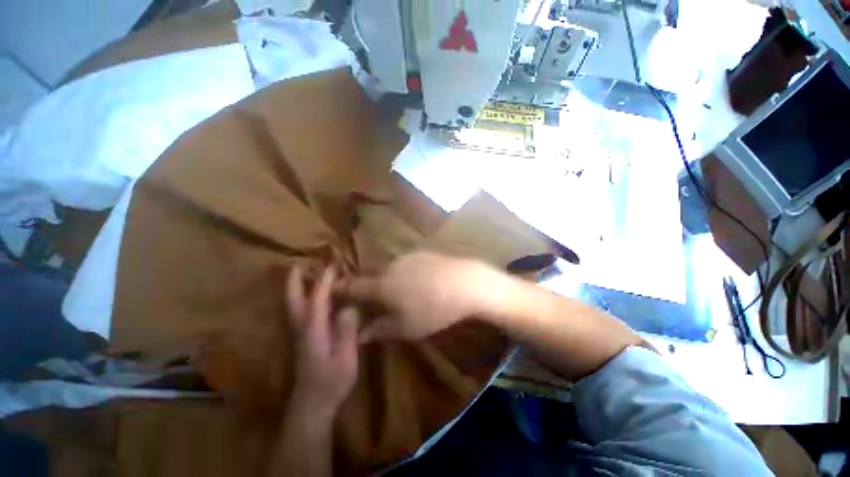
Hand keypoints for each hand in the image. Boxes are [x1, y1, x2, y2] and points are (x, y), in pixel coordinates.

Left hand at [286, 266, 358, 419]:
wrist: (311, 407)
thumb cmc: (330, 383)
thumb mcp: (345, 358)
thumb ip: (346, 331)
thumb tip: (350, 306)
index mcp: (313, 330)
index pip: (317, 298)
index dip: (324, 280)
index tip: (332, 264)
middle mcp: (301, 328)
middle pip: (292, 299)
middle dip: (294, 280)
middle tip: (300, 263)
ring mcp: (297, 335)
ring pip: (292, 305)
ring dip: (295, 287)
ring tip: (304, 273)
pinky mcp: (300, 340)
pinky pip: (298, 312)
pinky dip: (301, 299)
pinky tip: (310, 297)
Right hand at [339, 252, 506, 342]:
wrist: (466, 282)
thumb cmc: (434, 309)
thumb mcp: (407, 327)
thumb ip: (380, 329)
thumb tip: (360, 335)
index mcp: (382, 284)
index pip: (354, 286)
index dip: (341, 289)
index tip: (332, 290)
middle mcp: (391, 265)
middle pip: (373, 275)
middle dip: (371, 287)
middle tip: (379, 300)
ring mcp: (408, 256)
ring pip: (391, 268)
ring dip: (391, 279)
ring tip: (405, 292)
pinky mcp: (423, 252)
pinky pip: (407, 263)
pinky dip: (407, 272)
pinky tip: (422, 281)